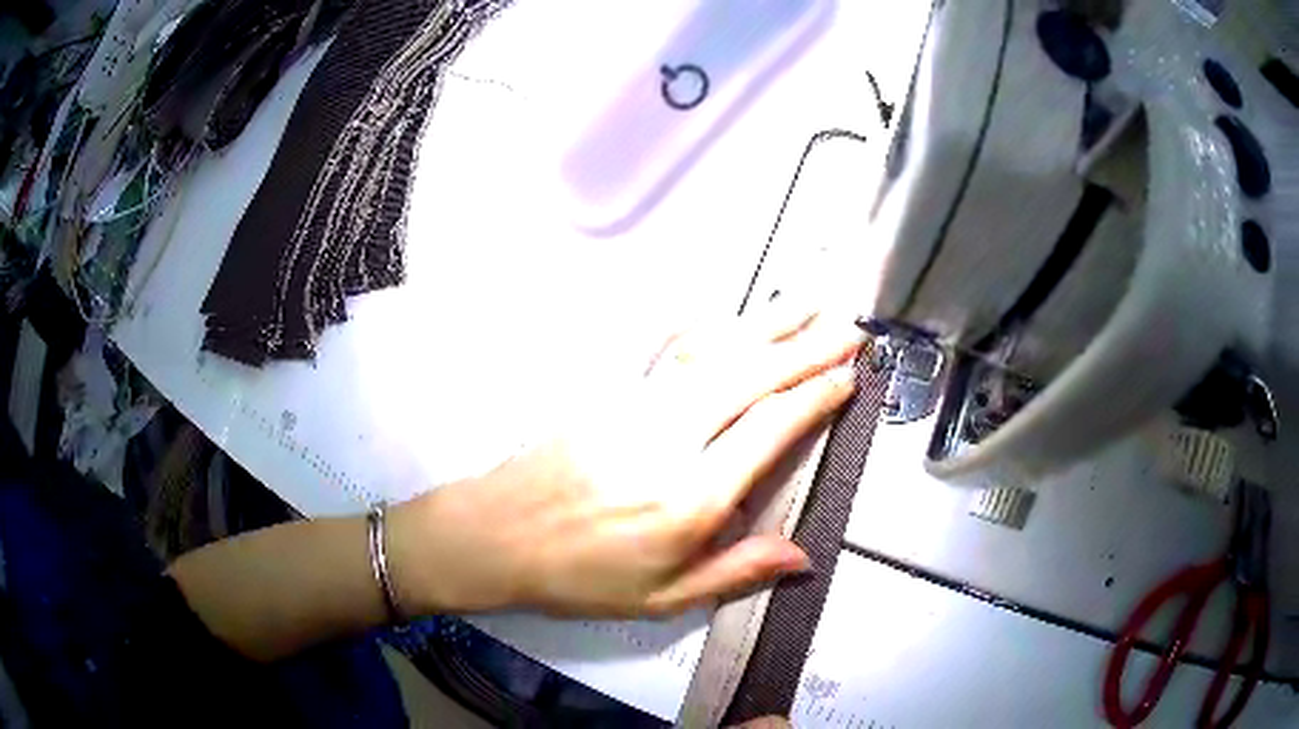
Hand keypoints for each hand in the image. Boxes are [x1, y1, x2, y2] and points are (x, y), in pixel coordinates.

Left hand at [390, 306, 863, 617]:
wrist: (497, 534)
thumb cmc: (581, 576)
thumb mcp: (663, 598)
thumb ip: (737, 571)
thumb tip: (804, 556)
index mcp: (689, 497)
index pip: (769, 429)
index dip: (814, 396)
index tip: (849, 377)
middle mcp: (670, 439)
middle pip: (751, 377)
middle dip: (807, 348)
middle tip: (849, 327)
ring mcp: (636, 406)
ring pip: (716, 352)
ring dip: (767, 325)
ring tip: (809, 303)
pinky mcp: (611, 393)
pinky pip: (672, 351)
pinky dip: (712, 328)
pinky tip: (733, 315)